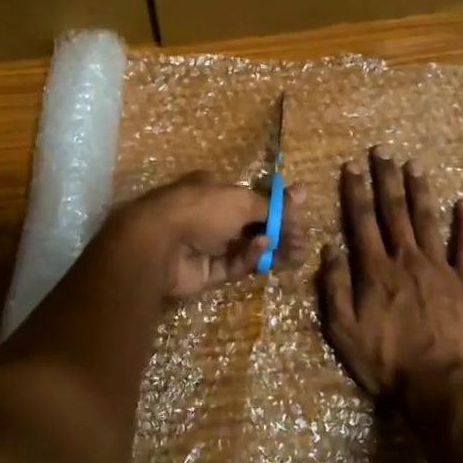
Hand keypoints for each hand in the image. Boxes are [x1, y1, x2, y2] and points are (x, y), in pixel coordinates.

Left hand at [107, 172, 307, 301]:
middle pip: (251, 225)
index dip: (276, 205)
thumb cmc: (200, 209)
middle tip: (303, 240)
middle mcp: (210, 215)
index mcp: (214, 190)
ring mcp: (207, 245)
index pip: (251, 197)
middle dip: (278, 231)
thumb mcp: (242, 200)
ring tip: (297, 251)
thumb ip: (271, 205)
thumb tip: (302, 192)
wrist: (158, 245)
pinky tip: (263, 248)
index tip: (300, 211)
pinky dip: (249, 257)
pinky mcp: (206, 272)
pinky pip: (233, 264)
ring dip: (270, 248)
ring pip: (246, 248)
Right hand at [318, 147, 462, 409]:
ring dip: (419, 191)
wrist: (437, 386)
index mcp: (376, 270)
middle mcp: (406, 259)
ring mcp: (439, 268)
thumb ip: (335, 287)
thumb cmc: (385, 361)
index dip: (355, 191)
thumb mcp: (343, 330)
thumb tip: (329, 248)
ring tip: (414, 165)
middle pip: (394, 212)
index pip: (362, 221)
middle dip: (386, 179)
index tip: (351, 166)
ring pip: (427, 220)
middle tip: (382, 151)